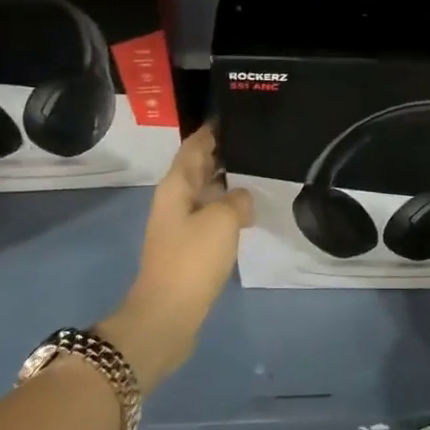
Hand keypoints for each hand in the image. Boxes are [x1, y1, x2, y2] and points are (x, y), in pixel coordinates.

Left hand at [98, 126, 252, 390]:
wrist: (167, 315)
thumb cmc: (191, 261)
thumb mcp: (222, 221)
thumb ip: (237, 200)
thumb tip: (243, 198)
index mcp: (176, 186)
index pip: (195, 145)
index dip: (213, 129)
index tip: (237, 114)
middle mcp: (175, 200)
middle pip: (200, 166)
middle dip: (225, 152)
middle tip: (259, 141)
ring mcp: (181, 225)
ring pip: (207, 192)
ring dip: (229, 181)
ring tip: (261, 171)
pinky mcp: (190, 247)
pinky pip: (212, 216)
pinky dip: (229, 207)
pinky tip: (251, 210)